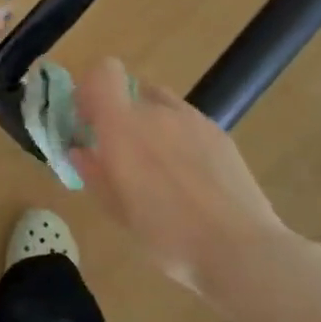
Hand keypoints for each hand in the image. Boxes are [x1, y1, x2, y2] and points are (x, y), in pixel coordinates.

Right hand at [69, 58, 290, 293]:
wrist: (240, 249)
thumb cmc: (166, 234)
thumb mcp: (117, 210)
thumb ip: (93, 172)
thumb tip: (80, 150)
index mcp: (122, 125)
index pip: (103, 72)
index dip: (92, 87)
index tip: (89, 119)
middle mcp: (156, 112)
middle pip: (131, 93)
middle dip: (121, 116)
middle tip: (122, 154)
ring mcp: (193, 120)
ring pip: (161, 107)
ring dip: (151, 125)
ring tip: (159, 168)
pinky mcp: (220, 134)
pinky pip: (188, 124)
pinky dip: (180, 139)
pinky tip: (190, 178)